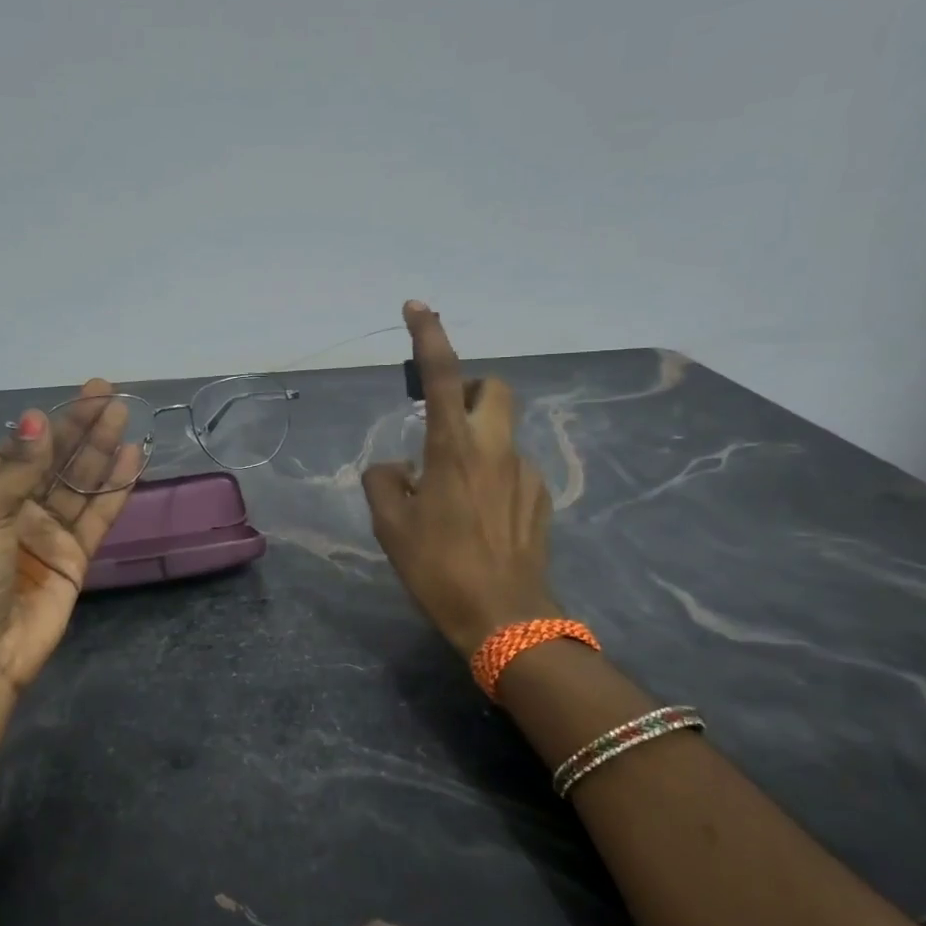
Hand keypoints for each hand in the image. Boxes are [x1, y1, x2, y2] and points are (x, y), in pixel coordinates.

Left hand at [0, 380, 141, 694]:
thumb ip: (18, 467)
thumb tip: (39, 418)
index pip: (21, 449)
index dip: (49, 425)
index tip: (77, 399)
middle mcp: (17, 509)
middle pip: (56, 461)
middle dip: (81, 428)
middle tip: (109, 394)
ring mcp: (48, 532)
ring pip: (80, 483)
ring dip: (101, 450)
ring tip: (124, 416)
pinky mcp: (75, 556)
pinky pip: (98, 515)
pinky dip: (115, 488)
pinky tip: (132, 459)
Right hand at [362, 303, 558, 658]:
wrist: (506, 618)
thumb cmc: (439, 569)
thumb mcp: (391, 527)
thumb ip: (384, 482)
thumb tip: (395, 467)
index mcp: (452, 448)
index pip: (442, 375)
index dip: (429, 335)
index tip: (416, 307)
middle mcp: (495, 448)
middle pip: (493, 389)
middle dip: (468, 391)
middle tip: (442, 423)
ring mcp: (525, 472)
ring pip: (503, 431)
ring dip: (478, 440)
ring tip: (452, 489)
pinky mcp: (541, 498)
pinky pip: (513, 467)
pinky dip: (492, 474)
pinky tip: (478, 516)